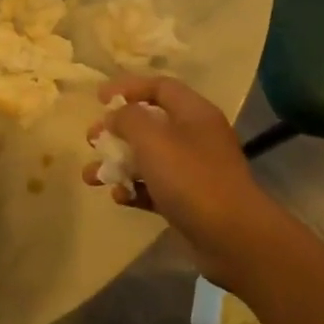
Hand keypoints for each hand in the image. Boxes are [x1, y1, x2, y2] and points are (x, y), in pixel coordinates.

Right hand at [82, 74, 275, 255]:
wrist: (232, 237)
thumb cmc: (191, 178)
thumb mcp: (153, 139)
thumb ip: (128, 119)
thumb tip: (114, 115)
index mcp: (194, 113)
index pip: (160, 87)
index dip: (128, 87)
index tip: (98, 99)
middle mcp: (195, 137)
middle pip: (150, 123)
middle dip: (117, 130)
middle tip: (91, 140)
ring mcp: (193, 171)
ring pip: (148, 159)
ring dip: (118, 164)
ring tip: (91, 177)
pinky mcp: (188, 201)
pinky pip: (154, 188)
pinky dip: (134, 190)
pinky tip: (119, 198)